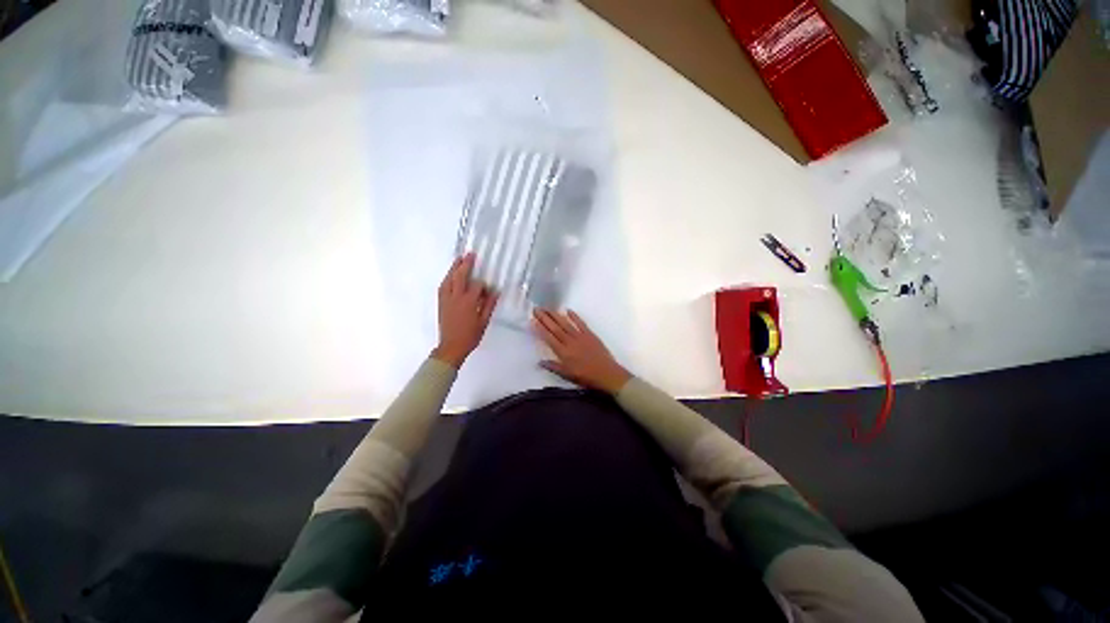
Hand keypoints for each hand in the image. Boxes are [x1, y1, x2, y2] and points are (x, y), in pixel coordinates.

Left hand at [432, 254, 497, 368]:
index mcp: (469, 302)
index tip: (487, 288)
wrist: (451, 346)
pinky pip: (443, 286)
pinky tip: (450, 275)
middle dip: (466, 264)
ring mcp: (447, 299)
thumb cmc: (471, 335)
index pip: (477, 285)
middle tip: (470, 254)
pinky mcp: (441, 302)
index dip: (483, 284)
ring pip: (449, 279)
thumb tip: (495, 291)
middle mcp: (456, 297)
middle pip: (460, 276)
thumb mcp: (484, 321)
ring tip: (459, 259)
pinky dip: (447, 278)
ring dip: (454, 268)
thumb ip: (489, 305)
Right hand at [533, 309, 630, 393]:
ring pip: (565, 324)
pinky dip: (574, 316)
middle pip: (555, 328)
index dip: (540, 329)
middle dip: (545, 318)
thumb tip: (539, 362)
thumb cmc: (586, 377)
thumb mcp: (567, 375)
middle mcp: (570, 342)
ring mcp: (580, 337)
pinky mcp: (590, 334)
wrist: (607, 374)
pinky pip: (581, 323)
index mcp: (563, 353)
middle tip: (537, 309)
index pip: (549, 338)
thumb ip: (553, 367)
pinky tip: (568, 310)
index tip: (533, 320)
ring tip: (547, 308)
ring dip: (556, 315)